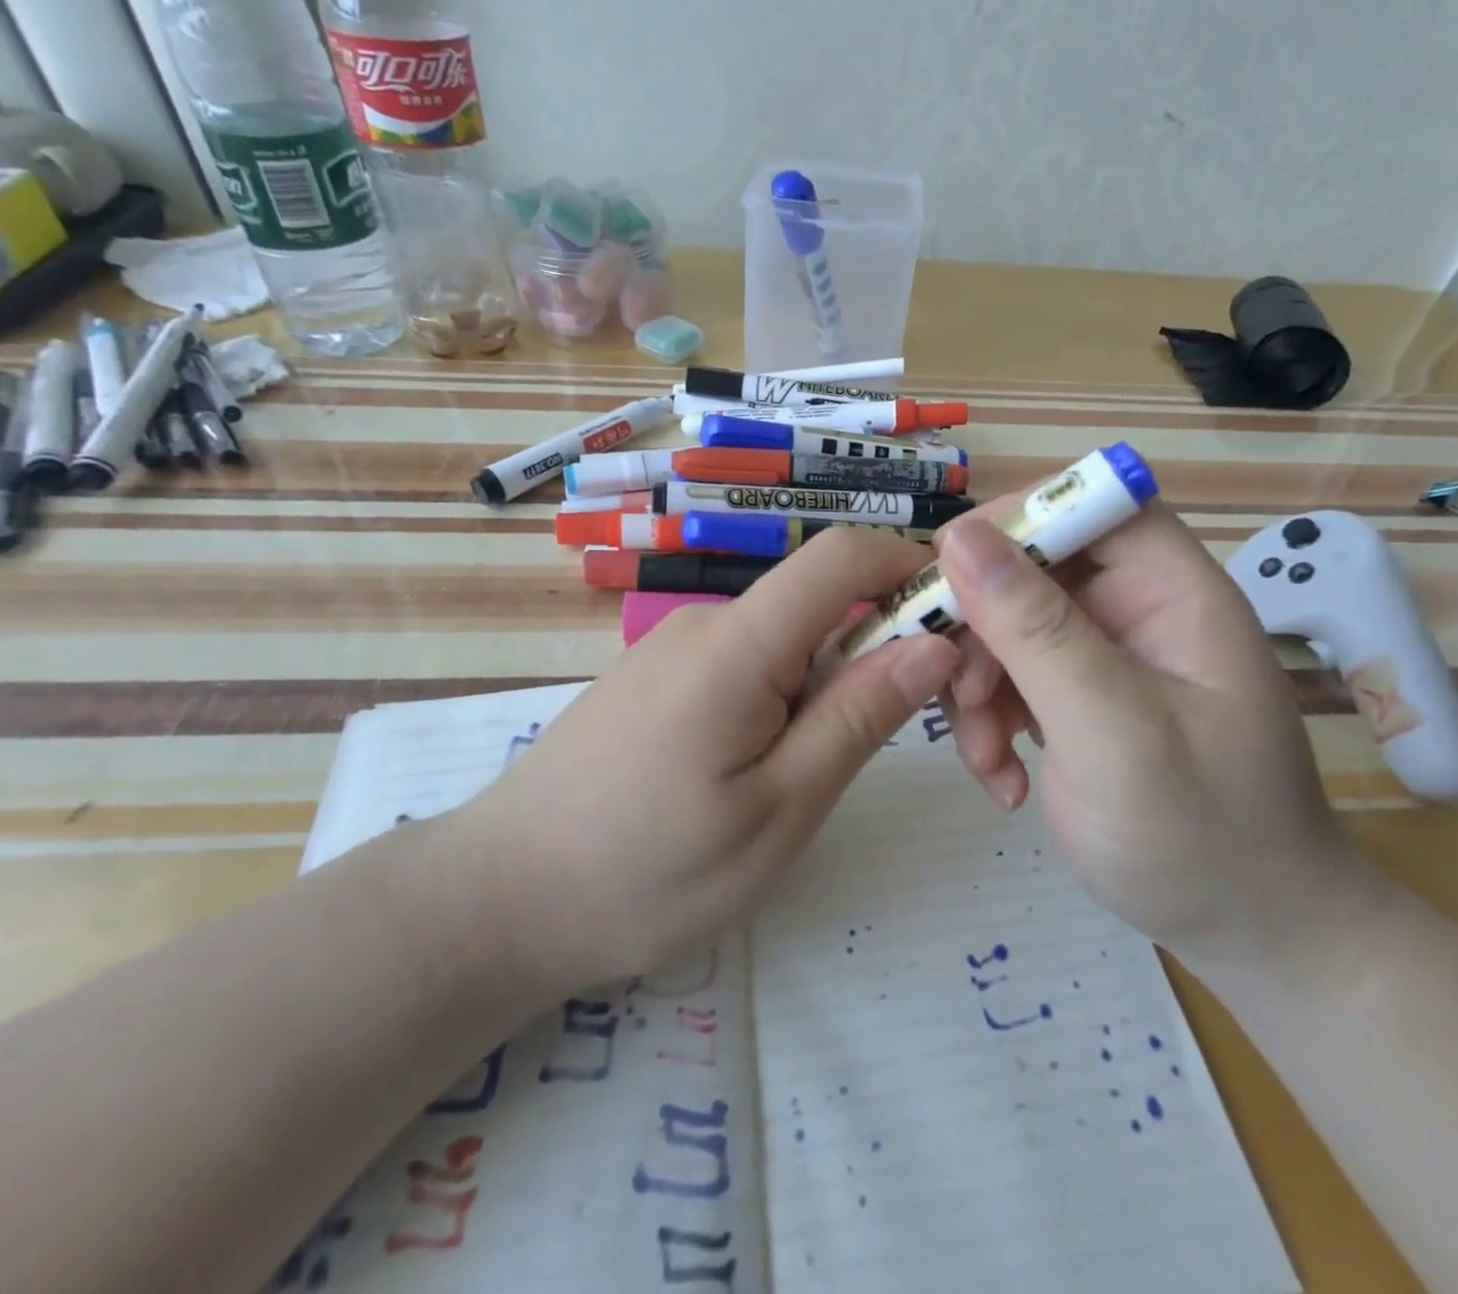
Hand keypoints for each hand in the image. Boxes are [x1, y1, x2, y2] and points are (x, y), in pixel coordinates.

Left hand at [444, 529, 958, 1000]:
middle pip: (819, 602)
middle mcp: (706, 625)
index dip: (911, 569)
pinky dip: (784, 700)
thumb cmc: (646, 871)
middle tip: (907, 737)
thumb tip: (933, 643)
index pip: (843, 555)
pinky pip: (745, 667)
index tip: (959, 628)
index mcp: (739, 643)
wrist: (497, 902)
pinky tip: (763, 774)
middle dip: (880, 649)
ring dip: (830, 685)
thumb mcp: (779, 810)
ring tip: (820, 778)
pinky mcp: (657, 682)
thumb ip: (858, 718)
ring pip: (785, 641)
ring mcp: (674, 651)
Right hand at [936, 501, 1385, 972]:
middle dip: (981, 630)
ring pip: (1004, 626)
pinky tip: (1003, 779)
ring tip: (986, 756)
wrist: (1245, 933)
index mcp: (1170, 591)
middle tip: (960, 694)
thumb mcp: (1112, 730)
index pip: (1090, 503)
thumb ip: (1036, 630)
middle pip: (1030, 568)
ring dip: (976, 686)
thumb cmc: (1200, 833)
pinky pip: (1008, 678)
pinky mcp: (1074, 697)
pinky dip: (988, 722)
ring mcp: (1102, 655)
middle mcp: (1134, 608)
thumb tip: (960, 536)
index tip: (949, 573)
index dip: (1017, 519)